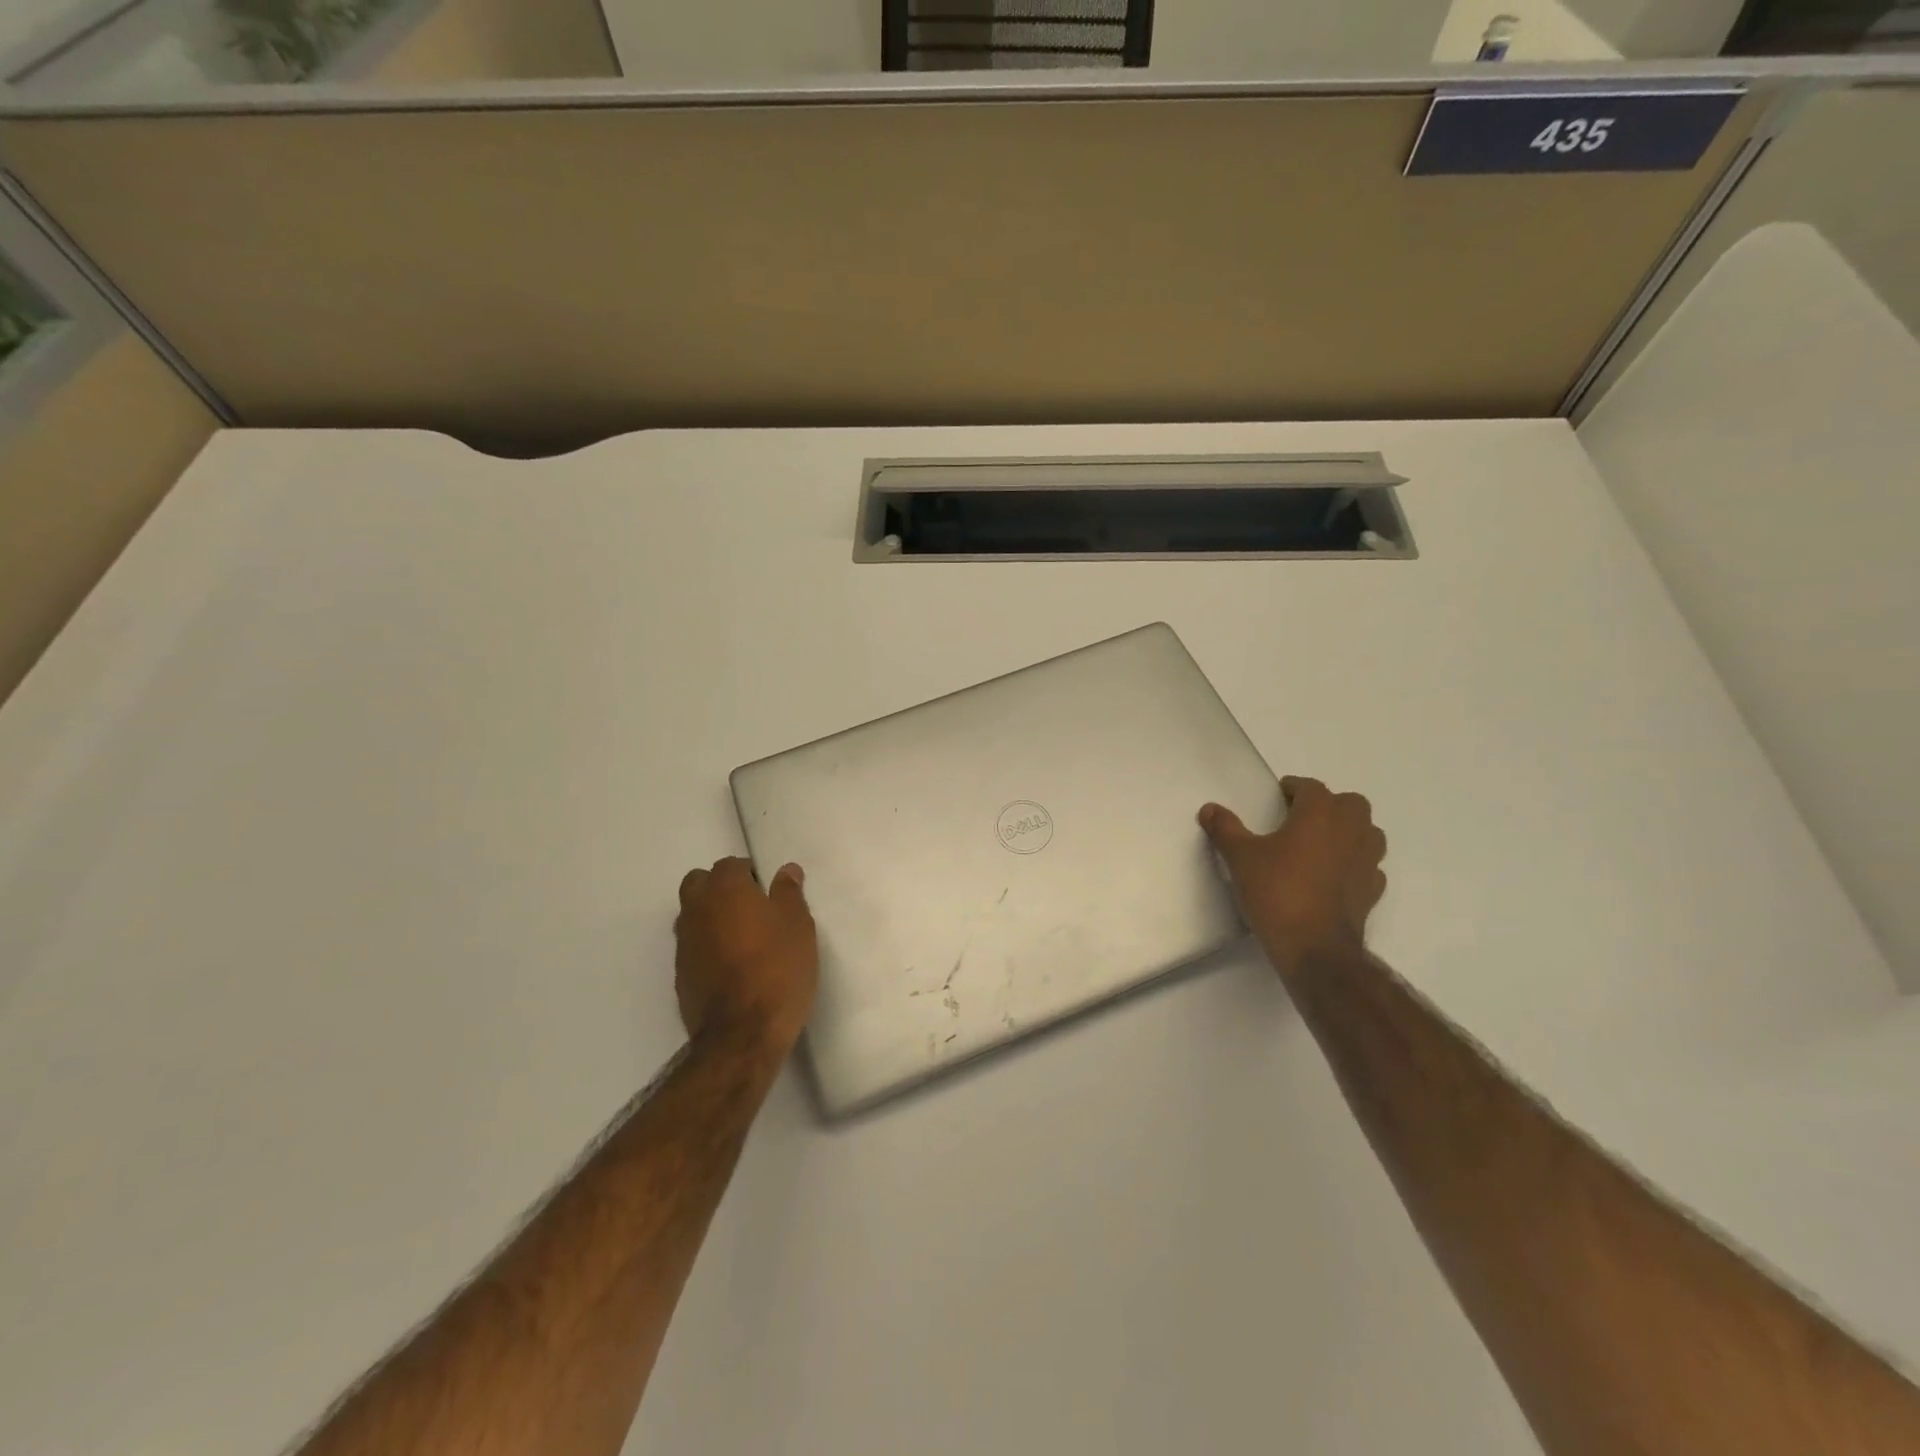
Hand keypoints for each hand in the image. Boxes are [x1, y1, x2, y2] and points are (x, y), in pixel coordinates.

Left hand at [673, 857, 818, 1053]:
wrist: (742, 1034)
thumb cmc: (778, 970)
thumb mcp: (798, 926)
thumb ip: (789, 893)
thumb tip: (786, 870)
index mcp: (725, 891)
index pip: (730, 865)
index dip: (749, 874)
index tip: (769, 891)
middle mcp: (697, 910)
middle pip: (699, 883)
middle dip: (720, 887)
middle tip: (751, 907)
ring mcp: (684, 944)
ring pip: (692, 914)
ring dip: (711, 916)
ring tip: (742, 938)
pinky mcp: (680, 975)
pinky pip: (692, 946)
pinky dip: (707, 946)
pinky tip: (731, 965)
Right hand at [1200, 777, 1386, 982]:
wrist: (1314, 947)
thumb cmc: (1277, 892)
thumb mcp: (1240, 858)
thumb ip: (1225, 828)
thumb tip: (1209, 808)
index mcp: (1319, 814)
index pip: (1311, 787)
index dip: (1293, 788)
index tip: (1277, 797)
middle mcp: (1350, 830)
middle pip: (1350, 803)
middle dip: (1328, 805)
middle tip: (1301, 818)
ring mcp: (1367, 861)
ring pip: (1368, 832)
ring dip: (1349, 831)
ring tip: (1321, 843)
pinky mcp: (1373, 890)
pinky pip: (1368, 865)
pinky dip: (1354, 863)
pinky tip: (1334, 875)